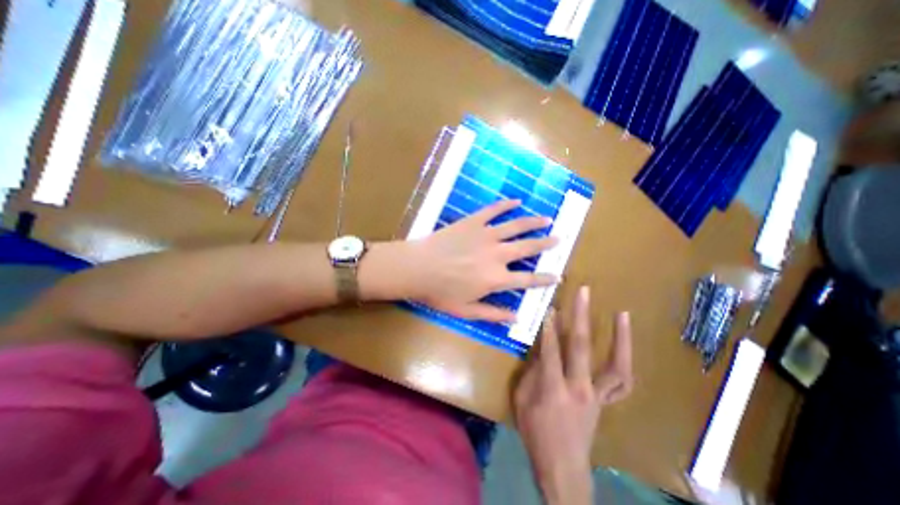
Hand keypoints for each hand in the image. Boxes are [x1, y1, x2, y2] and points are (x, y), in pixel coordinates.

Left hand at [405, 198, 560, 320]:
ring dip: (534, 223)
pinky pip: (493, 210)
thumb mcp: (466, 311)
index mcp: (496, 279)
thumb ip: (493, 314)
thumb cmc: (439, 292)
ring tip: (547, 220)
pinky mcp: (473, 222)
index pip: (528, 280)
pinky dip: (506, 205)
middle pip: (528, 248)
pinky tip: (517, 201)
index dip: (545, 278)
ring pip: (516, 226)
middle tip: (559, 239)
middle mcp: (497, 255)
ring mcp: (486, 235)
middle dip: (546, 244)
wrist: (417, 268)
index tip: (558, 275)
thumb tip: (517, 318)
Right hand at [514, 289, 631, 504]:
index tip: (550, 305)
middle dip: (580, 316)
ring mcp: (597, 395)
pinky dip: (624, 361)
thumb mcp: (522, 399)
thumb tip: (540, 348)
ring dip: (620, 338)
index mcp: (553, 388)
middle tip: (583, 293)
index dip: (549, 326)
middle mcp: (579, 388)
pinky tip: (624, 346)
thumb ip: (531, 371)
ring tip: (623, 314)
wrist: (562, 467)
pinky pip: (621, 382)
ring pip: (615, 365)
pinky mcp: (605, 401)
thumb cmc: (535, 431)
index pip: (550, 349)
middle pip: (580, 346)